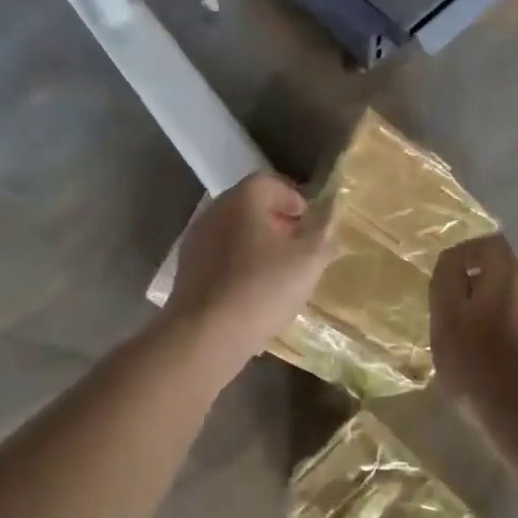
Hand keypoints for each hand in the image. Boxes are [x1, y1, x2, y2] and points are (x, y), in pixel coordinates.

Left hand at [164, 173, 333, 370]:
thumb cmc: (262, 288)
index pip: (269, 182)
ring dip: (256, 246)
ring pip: (233, 234)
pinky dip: (239, 267)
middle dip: (276, 222)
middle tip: (298, 246)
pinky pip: (220, 259)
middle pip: (249, 207)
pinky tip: (253, 293)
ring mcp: (196, 242)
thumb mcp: (309, 261)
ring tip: (279, 272)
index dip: (293, 198)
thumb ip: (324, 236)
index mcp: (242, 200)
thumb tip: (329, 224)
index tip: (309, 221)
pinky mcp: (187, 272)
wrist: (206, 334)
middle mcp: (214, 212)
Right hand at [430, 235, 517, 419]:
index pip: (487, 244)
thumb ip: (446, 285)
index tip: (443, 283)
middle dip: (477, 291)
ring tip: (474, 350)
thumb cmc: (485, 370)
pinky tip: (499, 370)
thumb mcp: (447, 324)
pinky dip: (513, 339)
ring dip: (495, 317)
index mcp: (511, 275)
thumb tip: (452, 265)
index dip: (463, 257)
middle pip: (504, 274)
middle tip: (453, 320)